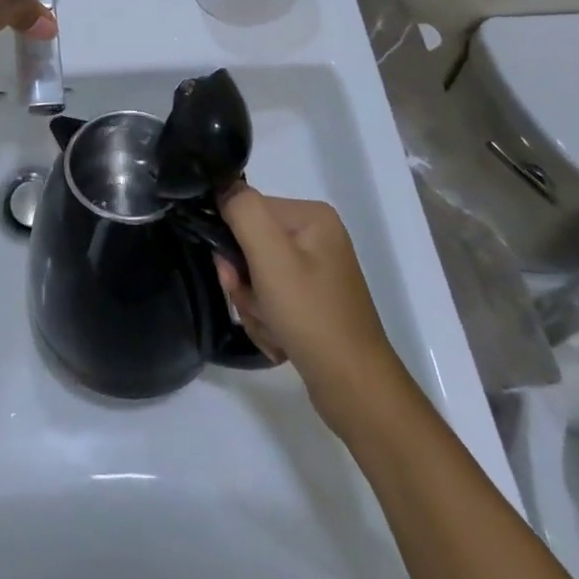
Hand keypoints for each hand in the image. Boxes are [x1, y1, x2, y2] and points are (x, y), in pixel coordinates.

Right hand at [215, 185, 400, 436]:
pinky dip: (267, 321)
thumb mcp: (270, 255)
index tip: (233, 275)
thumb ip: (242, 210)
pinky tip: (280, 340)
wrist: (355, 390)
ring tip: (272, 329)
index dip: (232, 242)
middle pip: (251, 246)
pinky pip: (271, 301)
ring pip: (256, 277)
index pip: (249, 210)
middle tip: (254, 306)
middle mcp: (316, 238)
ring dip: (253, 306)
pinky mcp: (313, 304)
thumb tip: (223, 187)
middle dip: (244, 282)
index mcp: (311, 216)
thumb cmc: (311, 315)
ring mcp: (316, 273)